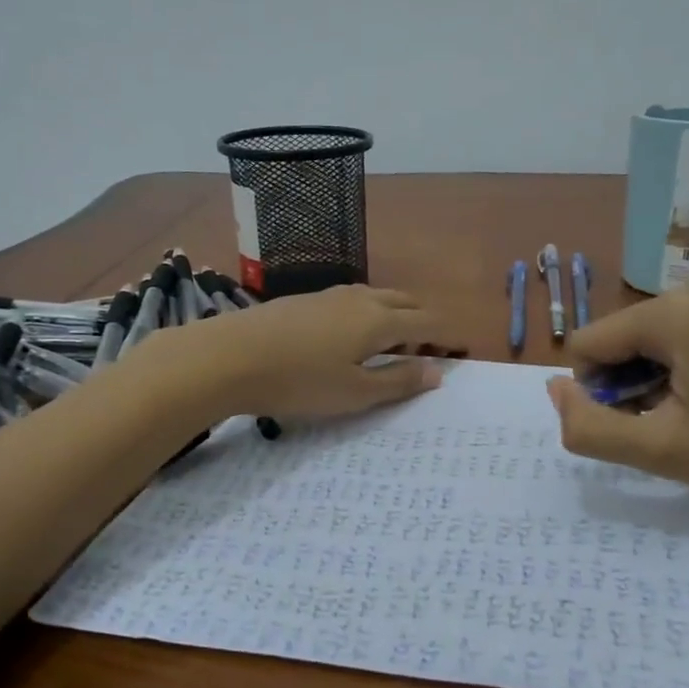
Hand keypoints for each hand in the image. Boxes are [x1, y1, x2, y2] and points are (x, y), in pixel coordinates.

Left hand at [142, 286, 466, 420]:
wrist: (228, 356)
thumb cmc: (299, 381)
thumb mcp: (355, 392)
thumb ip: (398, 381)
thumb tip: (437, 371)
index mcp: (380, 320)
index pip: (428, 322)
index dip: (448, 337)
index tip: (460, 352)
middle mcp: (361, 298)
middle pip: (407, 303)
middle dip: (425, 323)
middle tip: (429, 351)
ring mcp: (331, 295)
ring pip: (379, 297)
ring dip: (397, 316)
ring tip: (394, 344)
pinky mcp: (305, 299)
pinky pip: (354, 300)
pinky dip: (369, 314)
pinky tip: (352, 336)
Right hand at [546, 275, 688, 517]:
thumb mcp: (657, 451)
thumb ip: (587, 425)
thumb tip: (556, 389)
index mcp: (678, 312)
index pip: (593, 340)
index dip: (600, 388)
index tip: (641, 420)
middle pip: (631, 330)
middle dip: (635, 374)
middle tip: (675, 418)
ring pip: (669, 324)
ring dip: (667, 363)